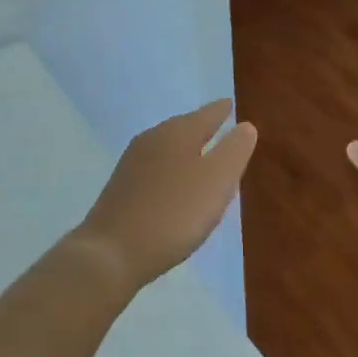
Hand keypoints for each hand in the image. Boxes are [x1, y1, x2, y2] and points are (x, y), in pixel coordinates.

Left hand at [74, 101, 257, 292]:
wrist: (112, 252)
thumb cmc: (174, 213)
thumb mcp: (216, 181)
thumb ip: (233, 151)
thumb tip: (245, 125)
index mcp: (176, 133)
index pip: (206, 114)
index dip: (221, 111)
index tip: (230, 104)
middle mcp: (152, 139)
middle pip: (183, 128)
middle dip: (202, 128)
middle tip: (220, 127)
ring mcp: (132, 164)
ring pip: (167, 148)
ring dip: (186, 150)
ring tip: (202, 157)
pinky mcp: (121, 188)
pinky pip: (155, 169)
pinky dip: (171, 170)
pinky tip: (175, 186)